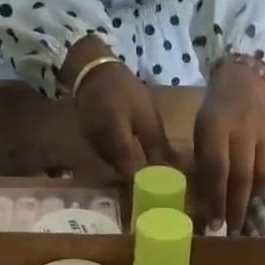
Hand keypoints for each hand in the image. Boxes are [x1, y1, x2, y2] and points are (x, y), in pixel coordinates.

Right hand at [70, 40, 171, 178]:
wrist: (92, 72)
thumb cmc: (124, 90)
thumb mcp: (146, 115)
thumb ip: (156, 145)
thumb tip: (172, 170)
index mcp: (118, 146)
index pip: (133, 177)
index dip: (148, 187)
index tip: (164, 192)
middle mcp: (104, 153)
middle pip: (124, 176)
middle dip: (142, 181)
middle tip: (162, 184)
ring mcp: (95, 149)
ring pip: (117, 168)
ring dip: (132, 171)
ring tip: (151, 173)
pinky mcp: (92, 144)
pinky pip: (110, 159)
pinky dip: (123, 161)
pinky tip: (135, 158)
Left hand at [193, 58, 264, 233]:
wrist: (242, 87)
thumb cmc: (214, 119)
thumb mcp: (201, 136)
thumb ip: (204, 167)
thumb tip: (204, 207)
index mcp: (216, 126)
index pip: (217, 168)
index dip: (216, 199)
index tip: (214, 225)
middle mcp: (244, 129)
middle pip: (242, 176)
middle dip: (236, 208)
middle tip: (231, 232)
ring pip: (263, 176)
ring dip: (252, 201)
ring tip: (243, 218)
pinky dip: (264, 188)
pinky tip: (255, 197)